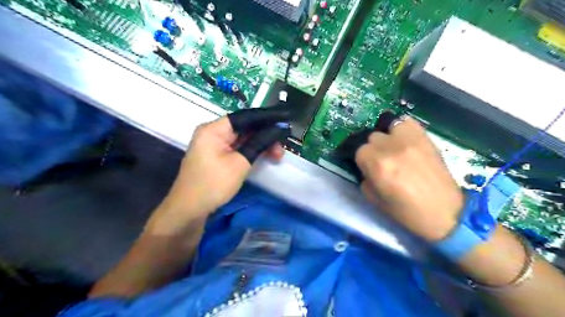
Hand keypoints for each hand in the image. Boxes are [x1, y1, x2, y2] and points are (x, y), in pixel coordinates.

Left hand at [146, 108, 290, 233]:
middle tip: (282, 146)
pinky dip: (252, 151)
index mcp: (214, 129)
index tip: (285, 119)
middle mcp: (213, 132)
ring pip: (243, 138)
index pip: (245, 116)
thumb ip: (259, 143)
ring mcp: (215, 145)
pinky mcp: (217, 156)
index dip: (267, 117)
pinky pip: (238, 148)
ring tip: (277, 155)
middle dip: (265, 134)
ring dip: (260, 144)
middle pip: (245, 127)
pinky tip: (265, 156)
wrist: (189, 210)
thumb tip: (278, 129)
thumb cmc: (213, 184)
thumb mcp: (240, 163)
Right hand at [352, 114, 462, 239]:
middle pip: (372, 137)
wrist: (444, 213)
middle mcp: (391, 148)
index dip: (363, 161)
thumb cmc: (406, 212)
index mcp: (377, 165)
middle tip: (382, 162)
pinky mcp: (425, 138)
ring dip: (387, 137)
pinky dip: (403, 129)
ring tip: (393, 148)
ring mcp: (410, 140)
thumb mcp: (375, 200)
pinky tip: (405, 141)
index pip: (359, 151)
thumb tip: (366, 168)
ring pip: (388, 126)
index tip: (368, 169)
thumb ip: (365, 179)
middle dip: (374, 150)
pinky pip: (408, 123)